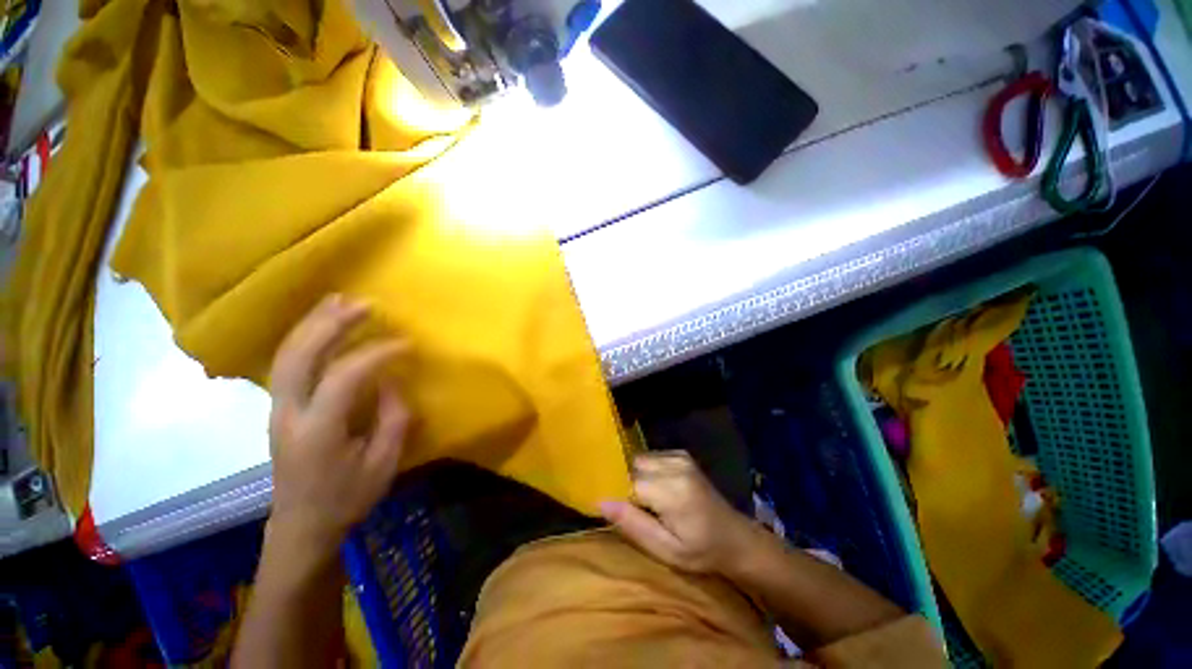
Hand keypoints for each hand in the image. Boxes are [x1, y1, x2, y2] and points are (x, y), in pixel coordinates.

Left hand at [267, 295, 410, 550]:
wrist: (301, 526)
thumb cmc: (347, 498)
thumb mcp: (383, 464)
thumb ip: (392, 419)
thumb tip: (390, 381)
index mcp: (317, 431)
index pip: (343, 377)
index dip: (376, 354)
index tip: (406, 344)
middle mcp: (288, 414)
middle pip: (300, 355)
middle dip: (332, 324)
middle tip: (365, 305)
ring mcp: (278, 409)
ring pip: (286, 354)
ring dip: (314, 323)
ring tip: (340, 300)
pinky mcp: (279, 408)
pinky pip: (287, 362)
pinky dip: (304, 337)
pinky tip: (321, 324)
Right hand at [600, 451, 756, 573]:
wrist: (735, 537)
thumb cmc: (701, 551)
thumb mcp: (666, 550)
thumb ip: (633, 525)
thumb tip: (601, 502)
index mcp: (672, 490)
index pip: (629, 482)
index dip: (620, 496)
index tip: (620, 512)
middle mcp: (675, 465)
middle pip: (633, 466)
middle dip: (628, 485)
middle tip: (638, 510)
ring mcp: (680, 457)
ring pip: (640, 459)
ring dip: (638, 477)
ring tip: (650, 502)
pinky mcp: (682, 454)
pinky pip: (651, 457)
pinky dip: (648, 471)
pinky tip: (659, 489)